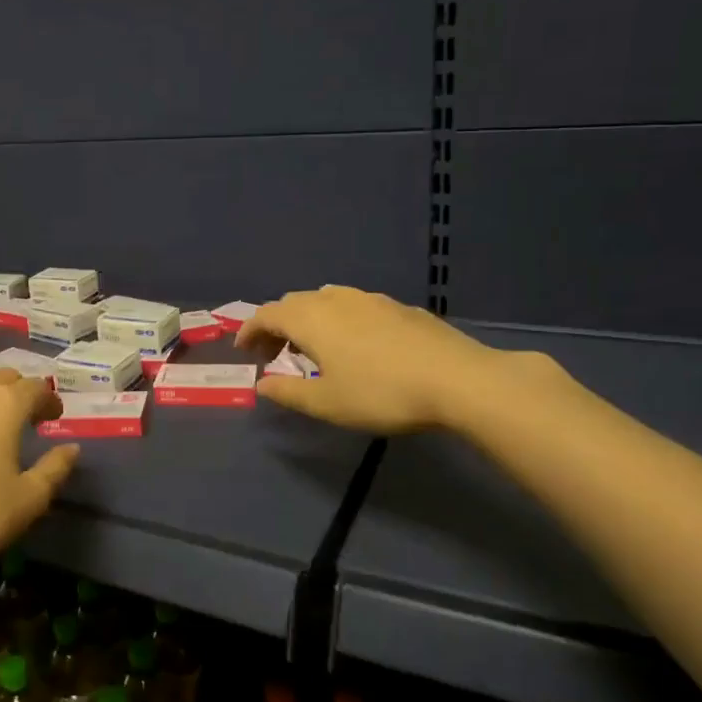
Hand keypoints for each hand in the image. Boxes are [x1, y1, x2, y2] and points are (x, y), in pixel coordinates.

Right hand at [236, 285, 512, 432]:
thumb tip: (262, 384)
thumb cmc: (381, 393)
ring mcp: (370, 299)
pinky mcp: (399, 307)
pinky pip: (354, 305)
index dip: (250, 330)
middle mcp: (335, 299)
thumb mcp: (327, 403)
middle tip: (273, 353)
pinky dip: (338, 318)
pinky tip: (354, 343)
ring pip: (325, 299)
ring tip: (312, 346)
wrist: (458, 379)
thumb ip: (289, 392)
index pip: (267, 314)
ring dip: (308, 319)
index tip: (243, 351)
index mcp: (311, 318)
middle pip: (294, 302)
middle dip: (276, 324)